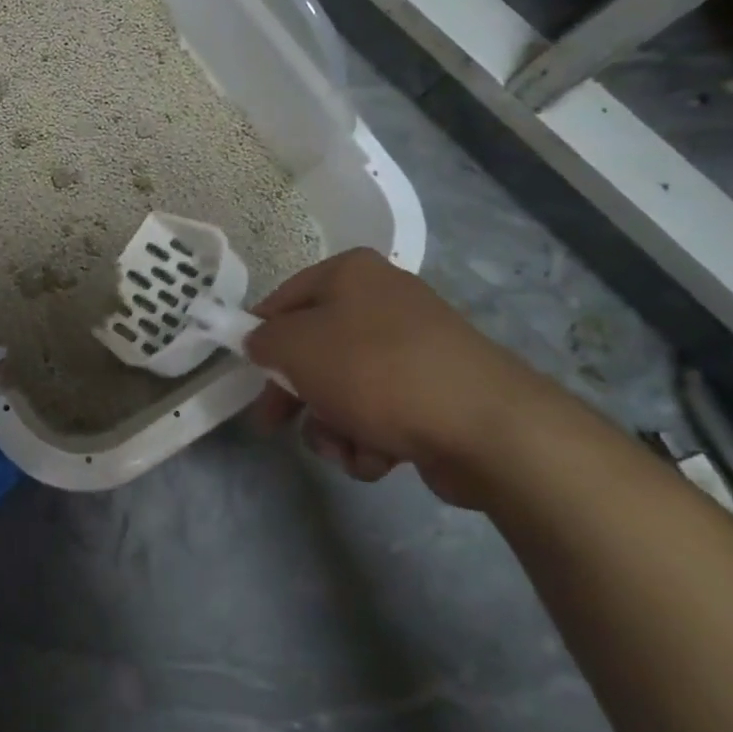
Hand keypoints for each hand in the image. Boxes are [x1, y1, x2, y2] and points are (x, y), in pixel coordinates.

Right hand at [243, 249, 553, 507]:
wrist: (485, 426)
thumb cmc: (375, 370)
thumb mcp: (296, 347)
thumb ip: (262, 341)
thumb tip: (259, 343)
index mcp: (350, 274)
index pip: (283, 300)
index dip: (260, 338)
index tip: (247, 376)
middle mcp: (383, 300)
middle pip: (315, 349)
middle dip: (297, 395)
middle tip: (274, 425)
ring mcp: (414, 347)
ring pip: (345, 387)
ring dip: (333, 425)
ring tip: (345, 448)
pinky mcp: (435, 391)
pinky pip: (382, 411)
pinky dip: (370, 438)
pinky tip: (378, 457)